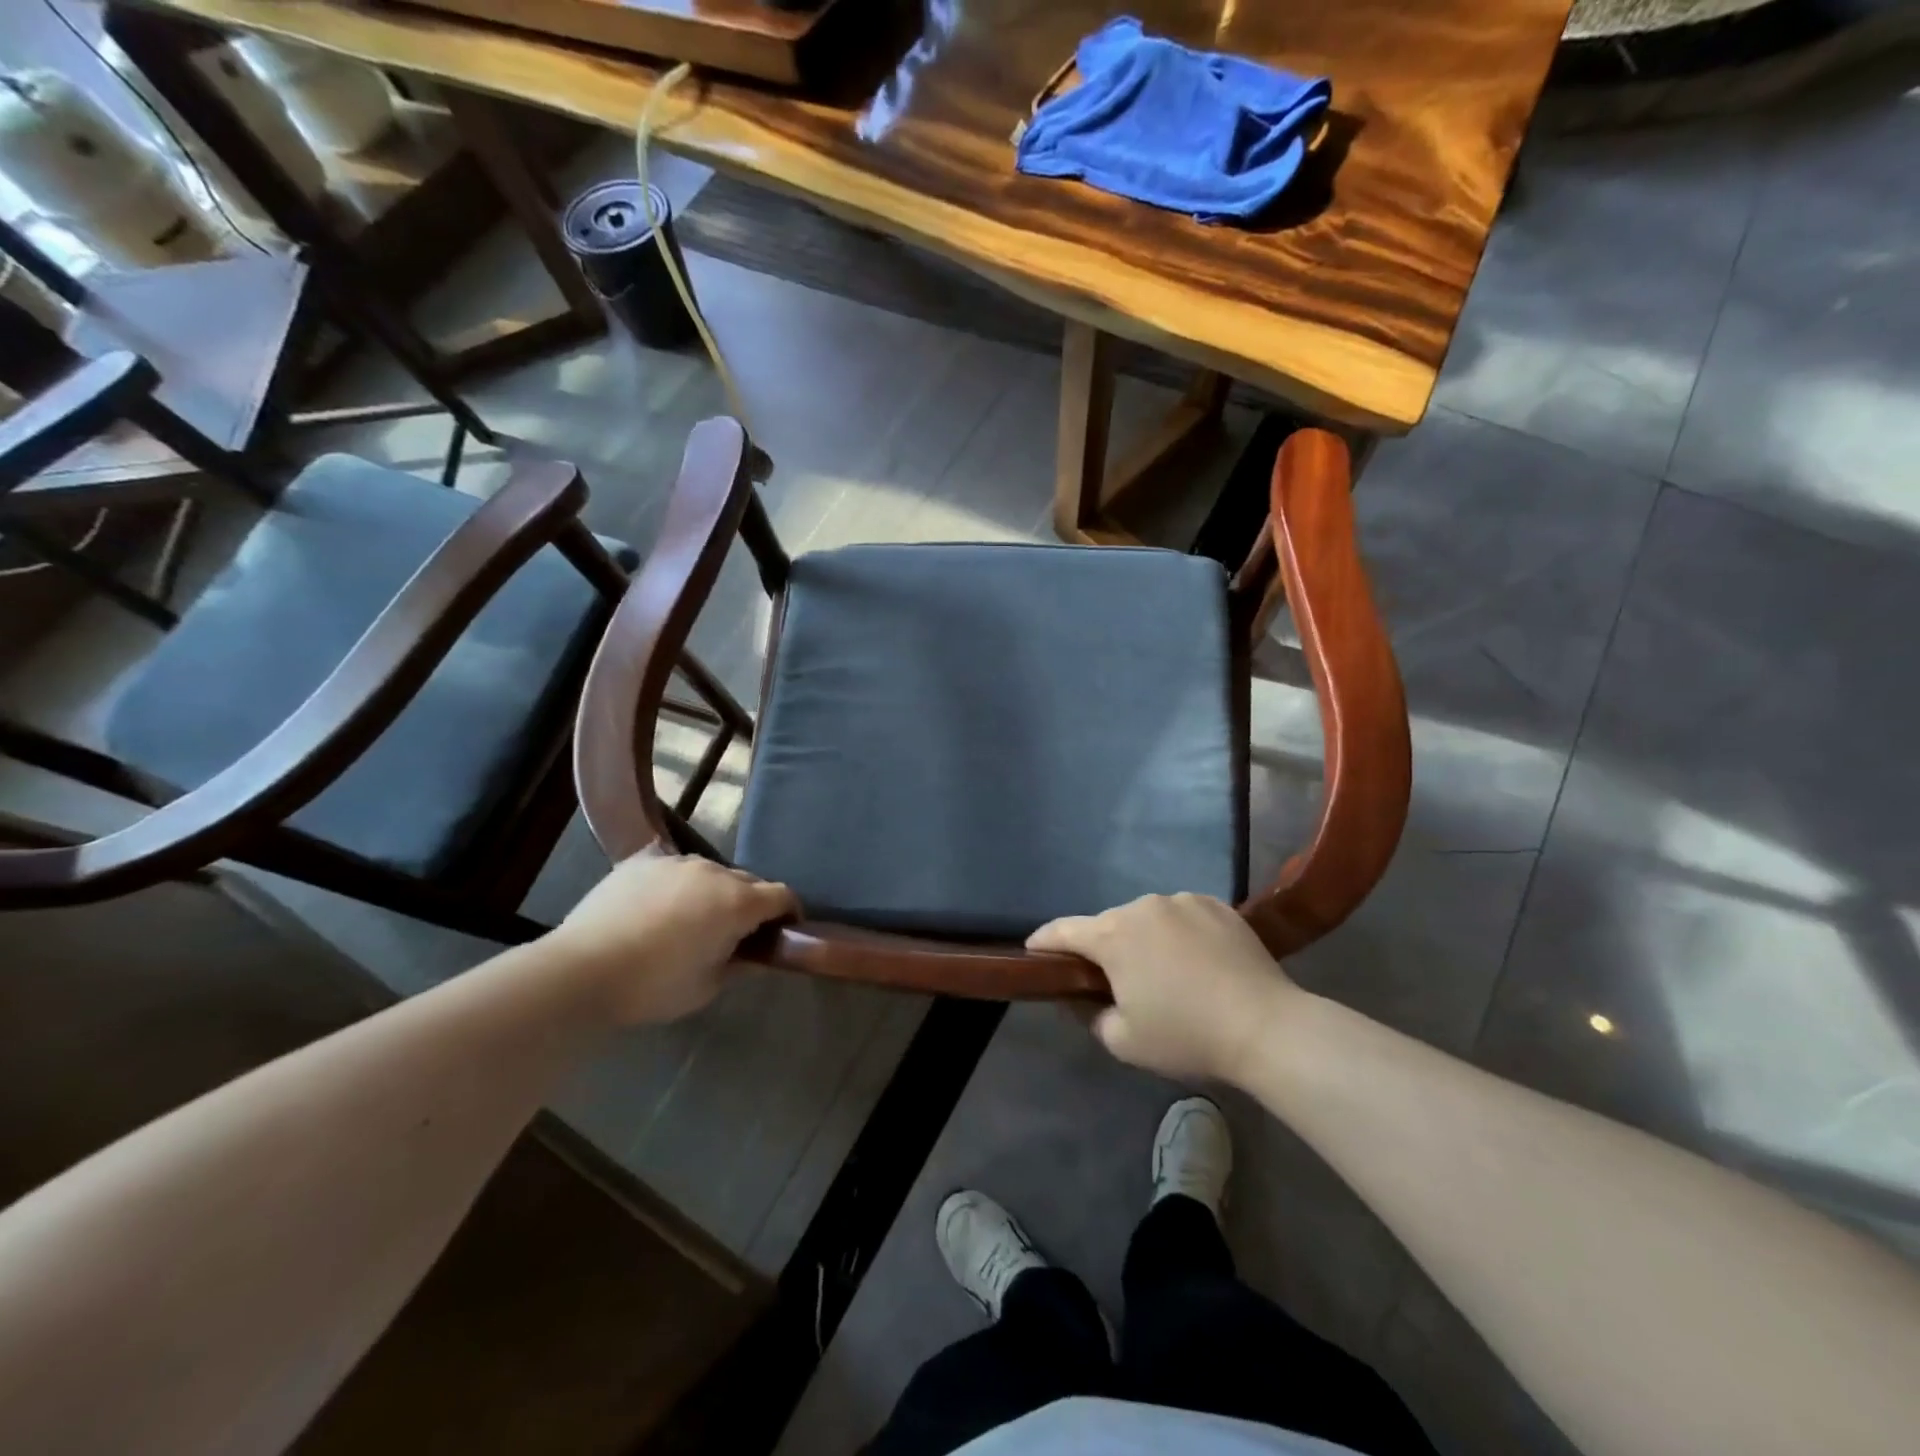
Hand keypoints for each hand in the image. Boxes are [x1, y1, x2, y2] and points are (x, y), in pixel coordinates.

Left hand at [550, 853, 797, 1024]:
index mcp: (738, 902)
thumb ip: (741, 965)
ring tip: (692, 920)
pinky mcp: (642, 861)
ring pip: (710, 873)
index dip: (789, 914)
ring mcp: (676, 862)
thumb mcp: (708, 987)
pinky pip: (673, 869)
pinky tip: (658, 908)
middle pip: (748, 881)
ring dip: (713, 892)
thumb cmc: (654, 985)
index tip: (783, 934)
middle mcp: (714, 872)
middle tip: (736, 935)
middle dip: (751, 904)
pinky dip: (677, 885)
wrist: (581, 971)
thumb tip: (757, 956)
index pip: (783, 896)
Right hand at [1028, 893, 1301, 1084]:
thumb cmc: (1186, 1035)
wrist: (1266, 1026)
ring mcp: (1182, 900)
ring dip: (1144, 939)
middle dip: (1104, 948)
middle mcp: (1142, 906)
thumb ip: (1089, 1015)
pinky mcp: (1216, 904)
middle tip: (1114, 980)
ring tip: (1164, 972)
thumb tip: (1080, 997)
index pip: (1063, 930)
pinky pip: (1182, 915)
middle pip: (1109, 925)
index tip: (1033, 950)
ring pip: (1147, 918)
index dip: (1043, 941)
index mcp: (1113, 935)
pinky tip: (1197, 961)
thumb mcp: (1124, 1041)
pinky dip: (1178, 933)